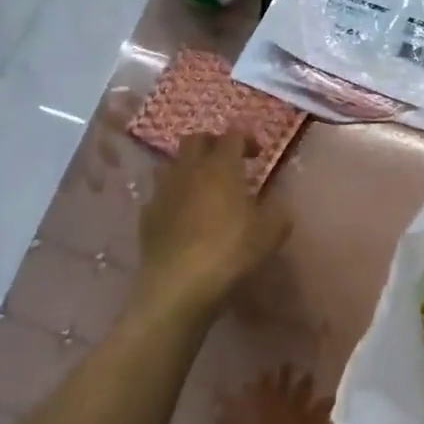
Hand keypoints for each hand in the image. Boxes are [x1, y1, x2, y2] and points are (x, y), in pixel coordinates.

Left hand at [133, 132, 289, 322]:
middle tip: (227, 161)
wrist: (178, 287)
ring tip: (201, 185)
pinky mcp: (146, 216)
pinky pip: (159, 195)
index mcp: (221, 166)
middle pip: (195, 139)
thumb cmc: (230, 252)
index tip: (257, 154)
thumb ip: (277, 211)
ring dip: (187, 167)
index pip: (232, 136)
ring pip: (171, 163)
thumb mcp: (270, 232)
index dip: (246, 139)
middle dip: (212, 144)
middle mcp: (189, 170)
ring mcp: (163, 192)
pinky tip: (181, 215)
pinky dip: (172, 197)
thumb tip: (277, 203)